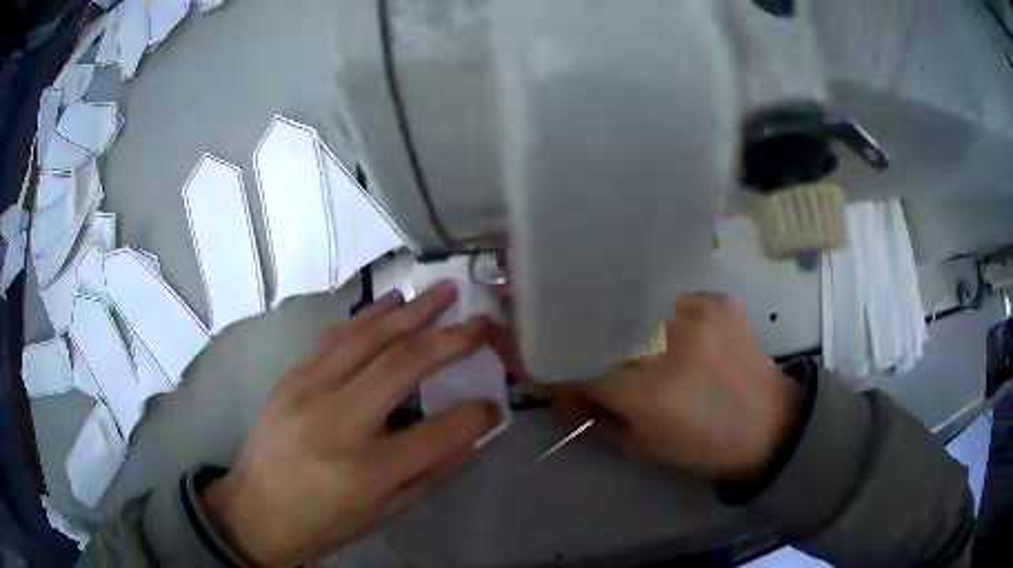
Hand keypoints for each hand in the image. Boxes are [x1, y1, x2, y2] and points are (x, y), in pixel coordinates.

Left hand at [201, 282, 500, 565]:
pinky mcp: (291, 378)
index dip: (476, 415)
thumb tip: (472, 434)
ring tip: (443, 291)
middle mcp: (336, 424)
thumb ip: (432, 471)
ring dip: (411, 312)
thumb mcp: (385, 512)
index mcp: (365, 471)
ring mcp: (307, 392)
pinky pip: (335, 337)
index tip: (495, 403)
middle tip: (481, 320)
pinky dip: (369, 316)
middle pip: (402, 367)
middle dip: (450, 339)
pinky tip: (392, 302)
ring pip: (367, 339)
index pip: (437, 434)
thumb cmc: (325, 520)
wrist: (257, 509)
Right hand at [557, 293, 801, 481]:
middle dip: (580, 340)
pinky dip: (662, 318)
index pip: (574, 368)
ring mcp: (696, 312)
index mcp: (646, 391)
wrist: (770, 424)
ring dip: (624, 327)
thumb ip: (596, 416)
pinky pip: (671, 300)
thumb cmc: (703, 447)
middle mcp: (667, 342)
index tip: (547, 372)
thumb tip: (565, 390)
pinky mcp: (717, 300)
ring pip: (633, 307)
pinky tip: (677, 336)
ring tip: (634, 344)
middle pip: (599, 327)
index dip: (552, 370)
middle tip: (583, 353)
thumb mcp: (641, 447)